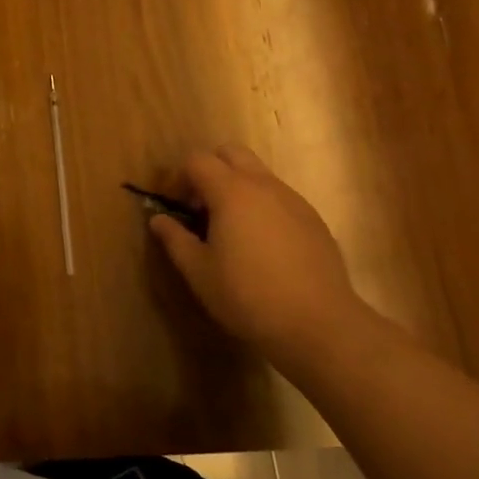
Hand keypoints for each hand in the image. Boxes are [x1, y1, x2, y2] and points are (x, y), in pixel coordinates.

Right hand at [149, 145, 369, 370]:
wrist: (320, 325)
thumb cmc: (248, 296)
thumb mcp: (199, 271)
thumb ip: (175, 238)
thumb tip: (158, 219)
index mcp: (231, 191)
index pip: (197, 159)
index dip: (180, 177)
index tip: (176, 206)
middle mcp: (263, 185)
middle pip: (231, 153)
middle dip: (211, 170)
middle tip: (203, 207)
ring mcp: (293, 200)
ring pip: (258, 174)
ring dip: (238, 187)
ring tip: (232, 229)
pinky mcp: (314, 219)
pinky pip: (280, 197)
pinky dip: (263, 206)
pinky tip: (263, 246)